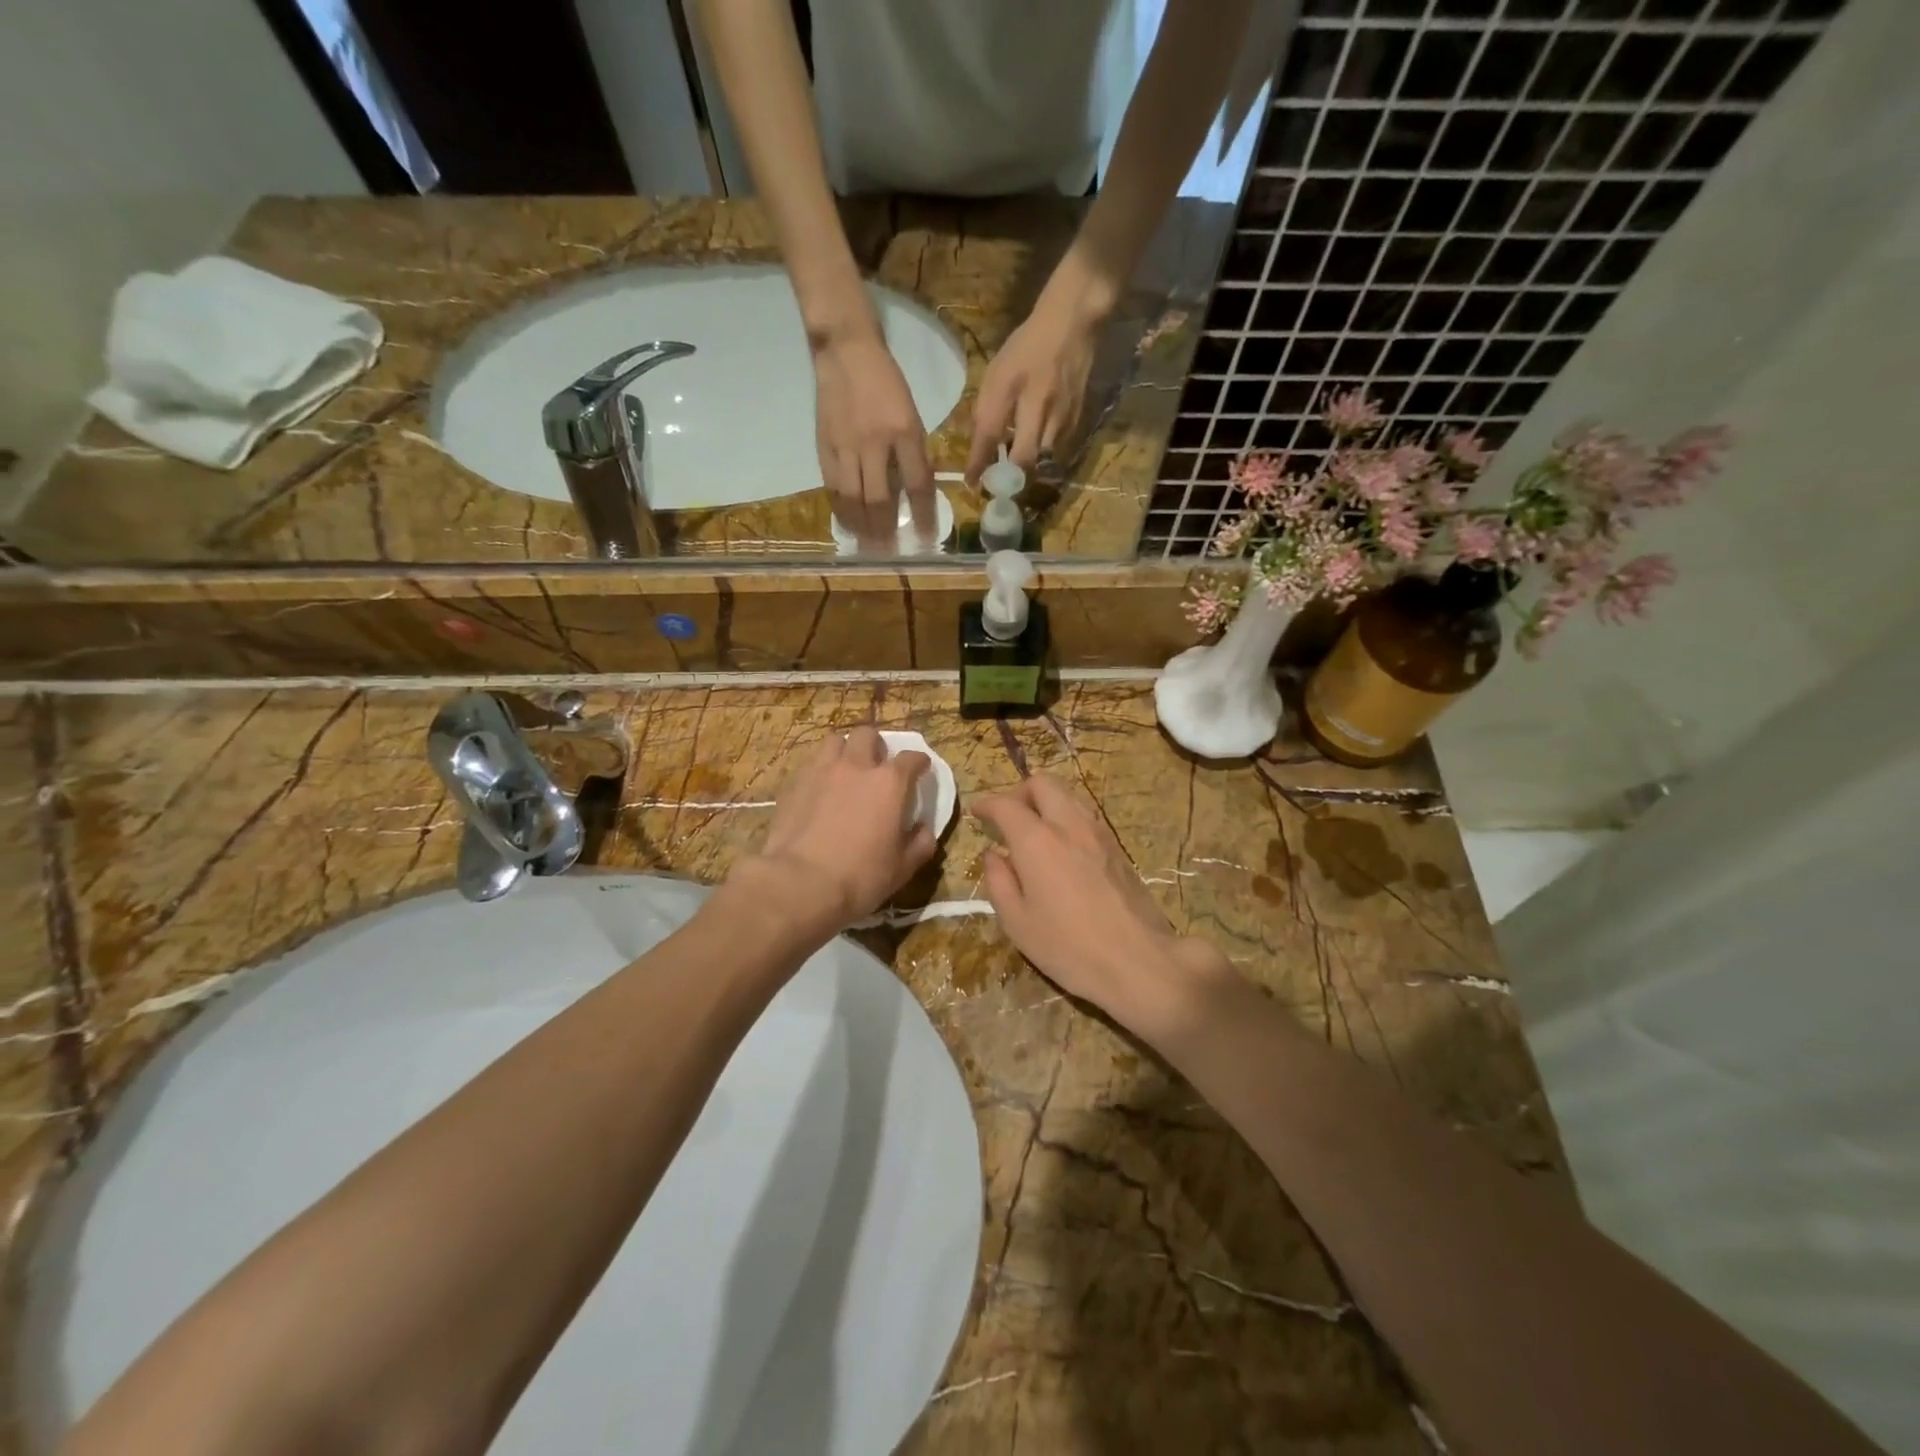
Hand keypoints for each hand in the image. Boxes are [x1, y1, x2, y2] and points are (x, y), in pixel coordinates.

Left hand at [742, 725, 936, 931]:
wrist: (799, 883)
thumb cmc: (860, 876)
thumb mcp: (903, 868)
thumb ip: (920, 843)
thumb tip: (924, 828)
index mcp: (889, 783)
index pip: (911, 758)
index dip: (919, 763)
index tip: (921, 770)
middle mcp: (856, 766)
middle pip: (867, 734)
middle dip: (876, 746)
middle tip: (876, 765)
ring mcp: (821, 771)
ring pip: (834, 741)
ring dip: (844, 750)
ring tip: (845, 770)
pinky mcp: (793, 784)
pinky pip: (810, 764)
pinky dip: (820, 770)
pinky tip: (819, 790)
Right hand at [812, 330, 936, 551]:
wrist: (846, 351)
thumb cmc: (886, 382)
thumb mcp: (912, 414)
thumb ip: (914, 452)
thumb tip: (916, 492)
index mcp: (904, 432)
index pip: (917, 484)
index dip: (922, 515)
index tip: (925, 538)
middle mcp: (875, 443)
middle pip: (880, 499)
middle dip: (886, 530)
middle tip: (889, 552)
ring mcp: (846, 446)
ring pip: (853, 498)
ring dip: (862, 527)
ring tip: (868, 547)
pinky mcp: (825, 446)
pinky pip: (833, 487)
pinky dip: (840, 510)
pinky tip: (847, 524)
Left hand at [965, 287, 1100, 483]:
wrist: (1072, 323)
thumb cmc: (1027, 345)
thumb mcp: (998, 371)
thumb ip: (988, 407)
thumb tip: (980, 444)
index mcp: (1011, 386)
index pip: (989, 433)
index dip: (979, 462)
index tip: (971, 483)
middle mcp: (1038, 403)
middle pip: (1024, 457)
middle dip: (1010, 476)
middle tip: (1000, 483)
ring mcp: (1061, 412)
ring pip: (1042, 456)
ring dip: (1028, 466)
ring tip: (1017, 468)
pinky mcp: (1077, 416)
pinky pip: (1058, 447)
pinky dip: (1045, 453)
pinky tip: (1038, 448)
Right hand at [972, 775, 1230, 1040]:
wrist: (1138, 961)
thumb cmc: (1068, 947)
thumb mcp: (1017, 922)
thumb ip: (999, 881)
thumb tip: (993, 855)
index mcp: (1037, 841)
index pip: (1006, 804)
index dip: (987, 804)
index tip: (977, 812)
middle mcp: (1068, 825)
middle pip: (1042, 784)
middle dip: (1019, 792)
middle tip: (1007, 818)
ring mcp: (1098, 833)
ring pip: (1068, 795)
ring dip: (1046, 803)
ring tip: (1034, 832)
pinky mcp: (1117, 847)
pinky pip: (1085, 815)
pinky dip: (1066, 818)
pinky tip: (1062, 849)